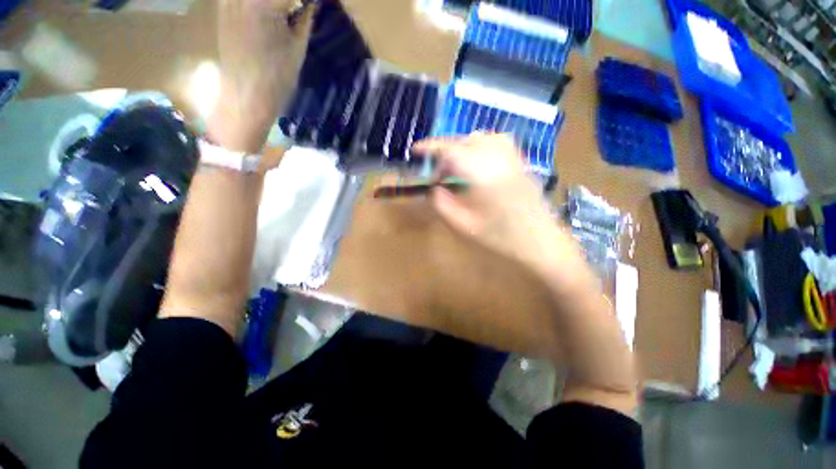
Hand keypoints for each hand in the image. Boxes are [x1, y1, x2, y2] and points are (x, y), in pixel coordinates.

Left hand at [208, 0, 313, 152]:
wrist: (246, 96)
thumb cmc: (277, 78)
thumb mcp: (298, 49)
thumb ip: (305, 19)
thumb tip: (312, 3)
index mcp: (265, 4)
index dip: (305, 1)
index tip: (312, 6)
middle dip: (289, 1)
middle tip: (299, 9)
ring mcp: (229, 0)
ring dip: (273, 5)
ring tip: (283, 14)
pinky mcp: (222, 8)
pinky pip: (241, 0)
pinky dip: (259, 7)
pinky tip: (266, 14)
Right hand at [413, 133, 572, 271]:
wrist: (541, 243)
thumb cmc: (500, 238)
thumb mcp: (463, 225)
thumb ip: (442, 204)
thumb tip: (433, 188)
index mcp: (481, 173)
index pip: (450, 150)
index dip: (430, 148)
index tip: (416, 151)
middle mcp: (498, 158)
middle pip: (465, 141)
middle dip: (446, 152)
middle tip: (437, 172)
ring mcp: (512, 158)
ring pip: (482, 137)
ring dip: (463, 147)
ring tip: (455, 166)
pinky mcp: (520, 163)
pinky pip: (497, 143)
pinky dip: (480, 146)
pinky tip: (478, 163)